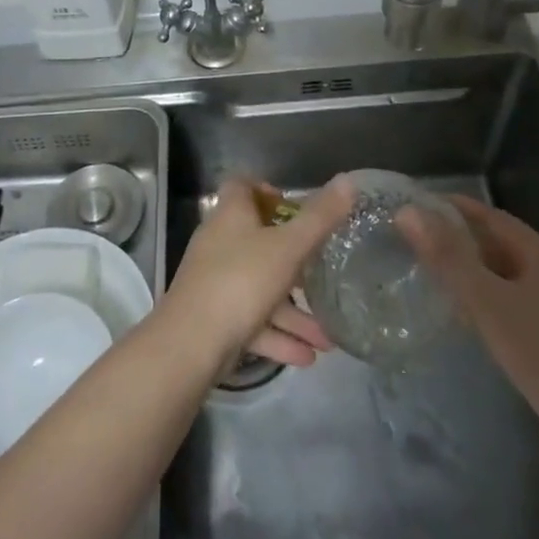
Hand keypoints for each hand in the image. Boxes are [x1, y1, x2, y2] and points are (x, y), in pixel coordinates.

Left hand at [165, 176, 353, 367]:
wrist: (190, 344)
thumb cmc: (241, 281)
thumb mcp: (288, 247)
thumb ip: (319, 217)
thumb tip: (348, 181)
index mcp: (231, 216)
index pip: (242, 187)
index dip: (267, 190)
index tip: (294, 207)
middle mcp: (220, 244)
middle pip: (258, 241)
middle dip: (296, 263)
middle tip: (323, 273)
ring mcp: (215, 283)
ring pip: (261, 290)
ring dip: (294, 314)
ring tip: (328, 338)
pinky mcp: (215, 319)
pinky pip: (253, 322)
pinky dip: (278, 337)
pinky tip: (307, 357)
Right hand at [398, 195, 538, 431]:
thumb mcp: (486, 302)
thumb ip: (447, 256)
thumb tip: (409, 212)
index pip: (493, 217)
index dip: (456, 209)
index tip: (421, 208)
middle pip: (505, 244)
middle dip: (465, 240)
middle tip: (424, 244)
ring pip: (515, 274)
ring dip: (480, 271)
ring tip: (444, 279)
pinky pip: (526, 299)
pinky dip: (497, 296)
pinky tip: (481, 318)